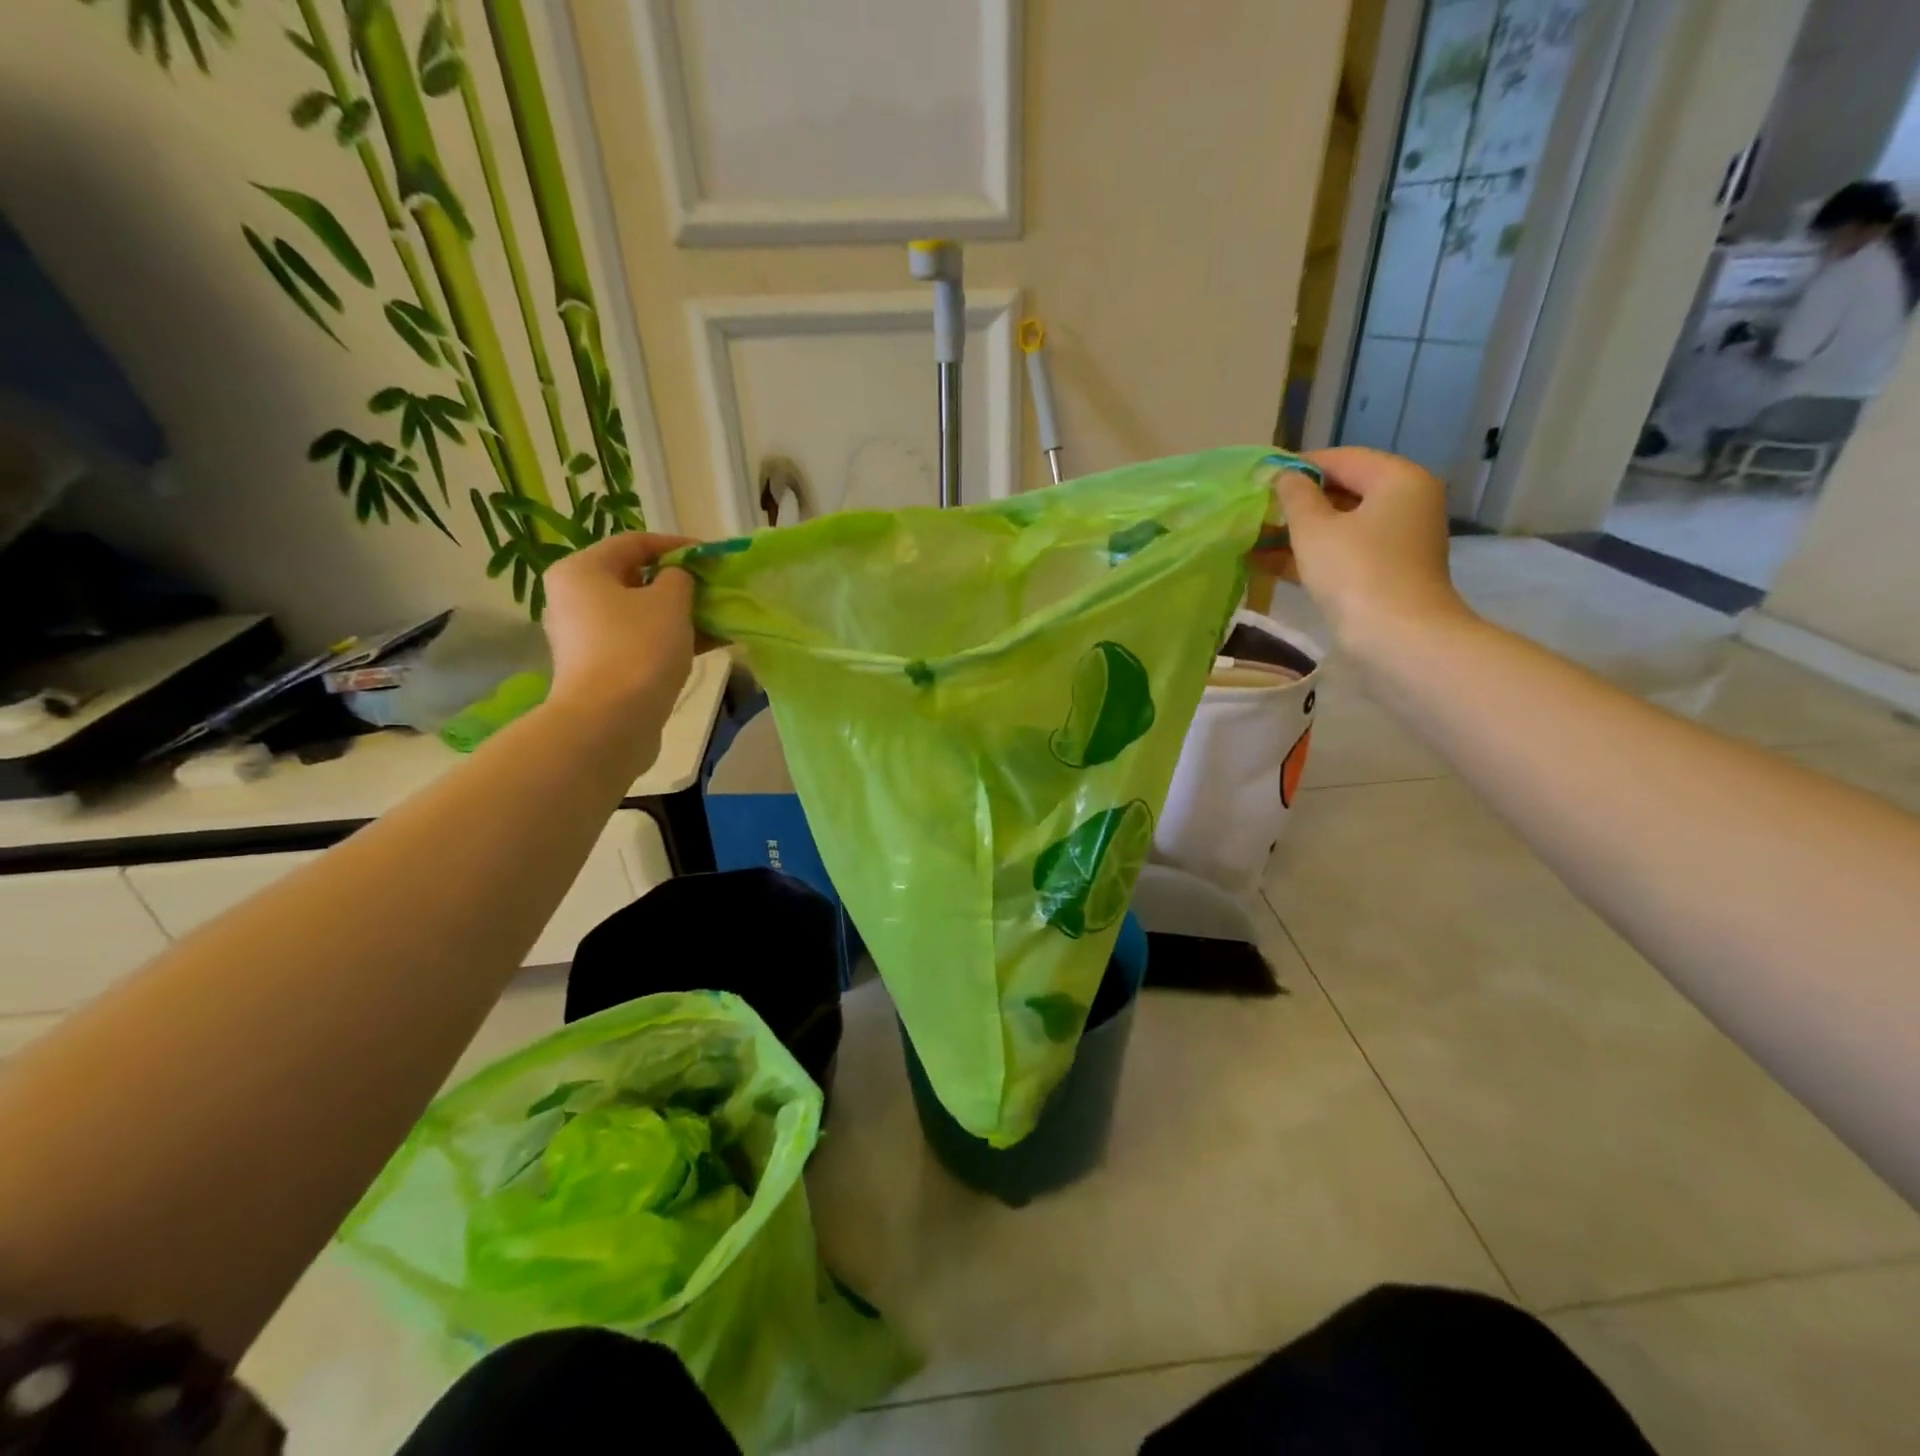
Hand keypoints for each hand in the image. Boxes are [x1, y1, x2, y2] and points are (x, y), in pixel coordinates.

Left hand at [541, 532, 700, 725]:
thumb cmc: (638, 649)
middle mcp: (576, 598)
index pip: (635, 543)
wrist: (610, 722)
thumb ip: (680, 577)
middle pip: (637, 579)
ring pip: (643, 614)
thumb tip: (678, 579)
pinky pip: (643, 641)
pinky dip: (673, 639)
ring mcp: (588, 636)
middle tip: (717, 589)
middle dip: (682, 583)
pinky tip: (710, 644)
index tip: (712, 556)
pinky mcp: (603, 667)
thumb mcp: (670, 601)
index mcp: (582, 571)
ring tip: (721, 618)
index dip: (677, 545)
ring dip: (683, 614)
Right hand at [1255, 447, 1470, 652]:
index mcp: (1397, 479)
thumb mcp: (1314, 529)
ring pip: (1339, 525)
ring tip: (1251, 538)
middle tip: (1253, 510)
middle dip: (1295, 502)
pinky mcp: (1385, 571)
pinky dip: (1309, 555)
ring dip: (1296, 532)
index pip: (1341, 459)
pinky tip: (1265, 563)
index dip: (1297, 466)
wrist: (1397, 637)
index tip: (1259, 477)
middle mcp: (1405, 502)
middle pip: (1342, 491)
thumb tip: (1282, 475)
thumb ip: (1294, 496)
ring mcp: (1397, 540)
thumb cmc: (1355, 572)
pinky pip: (1342, 551)